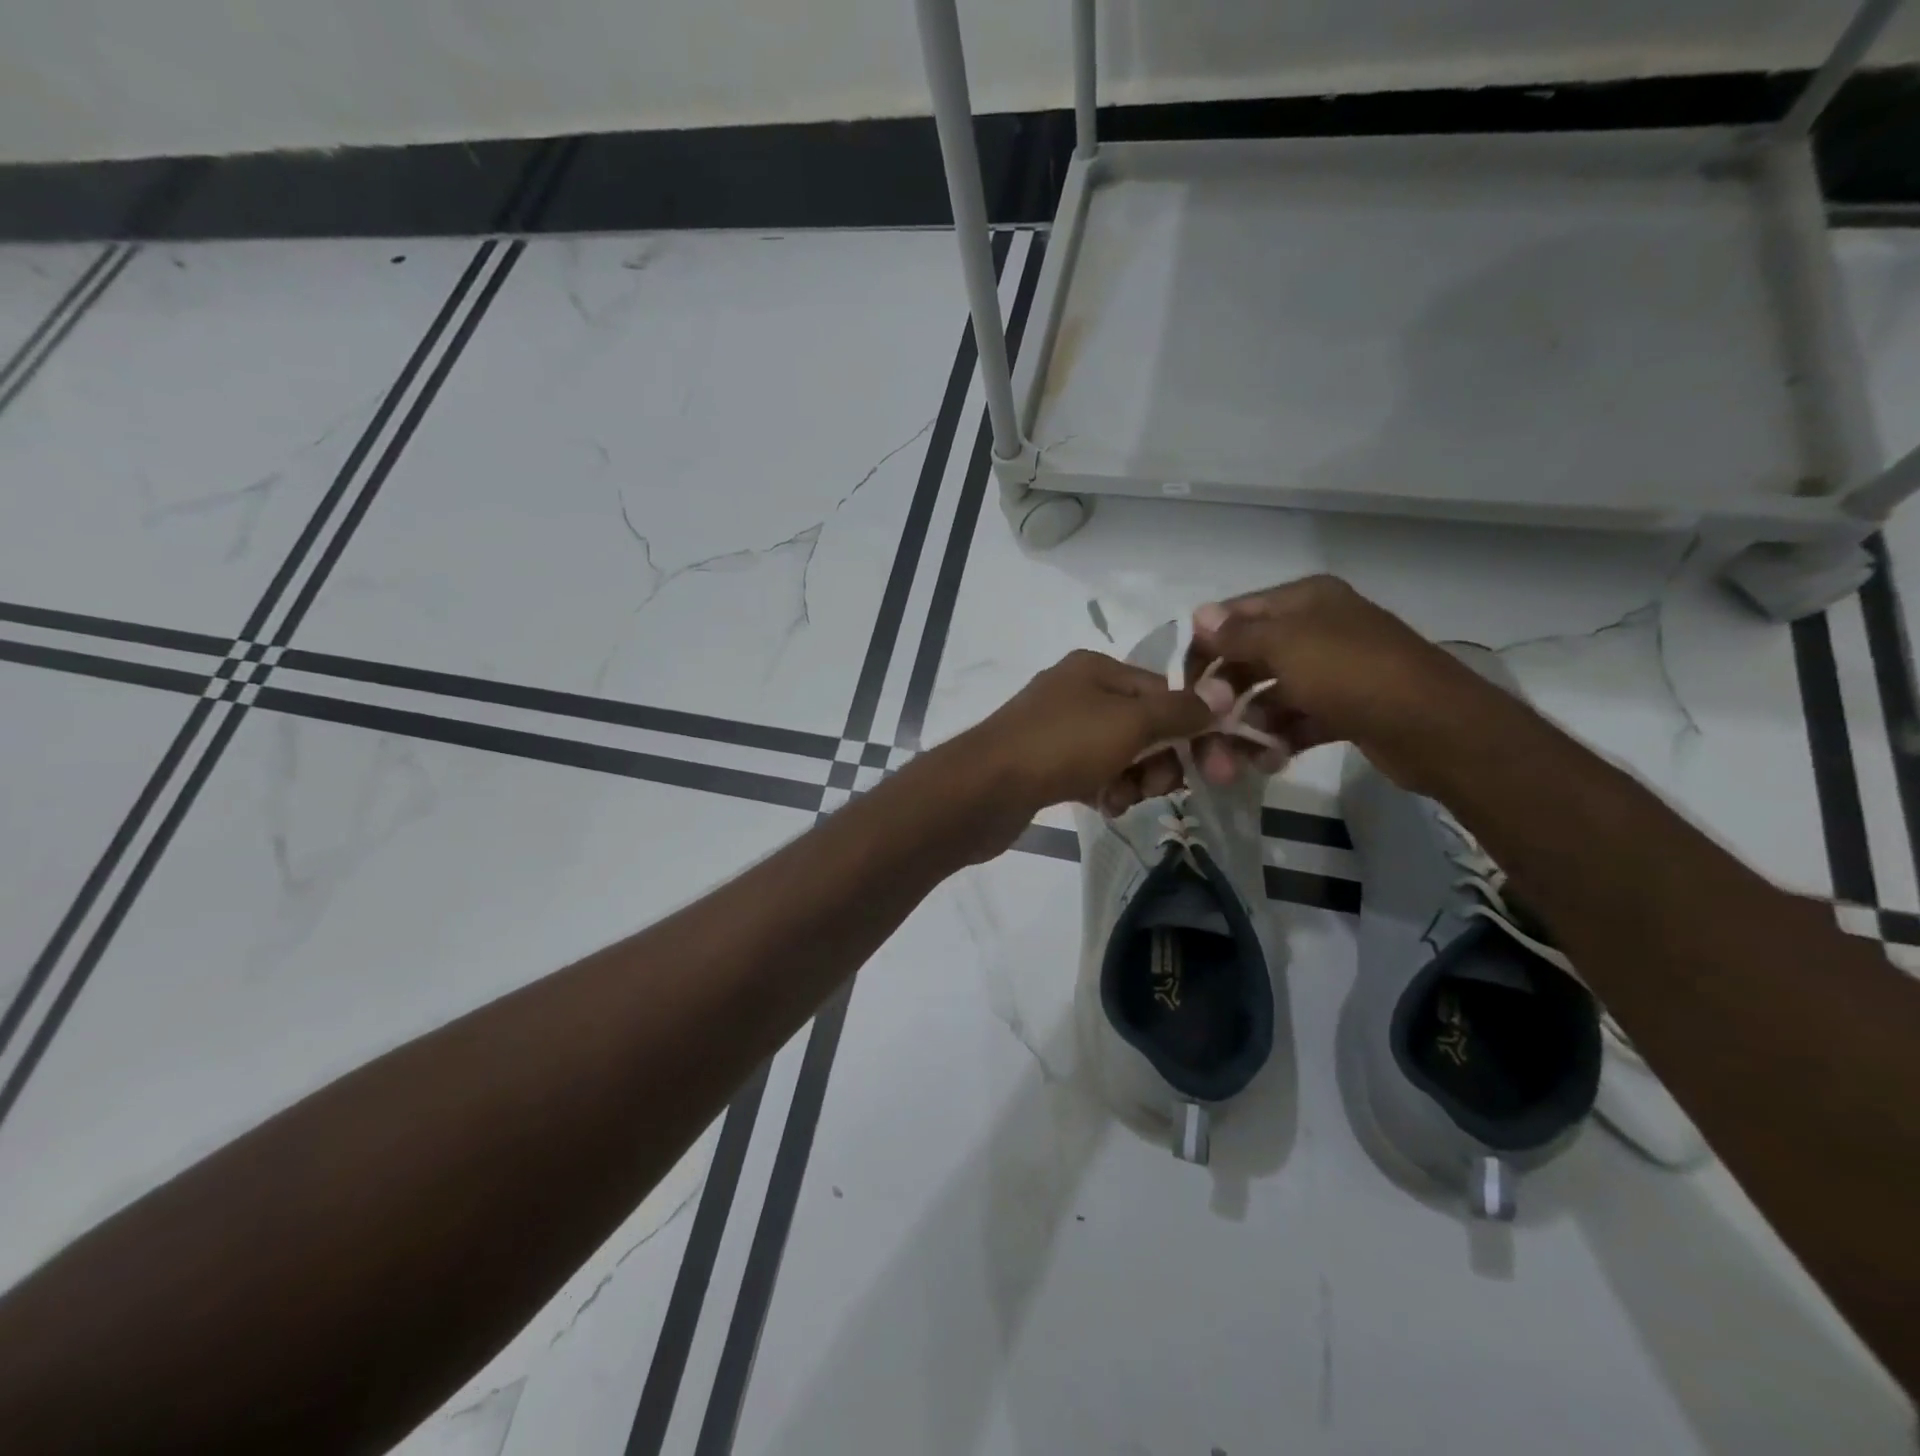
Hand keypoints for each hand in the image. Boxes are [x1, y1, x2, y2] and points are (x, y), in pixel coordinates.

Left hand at [960, 649, 1211, 829]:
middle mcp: (1076, 692)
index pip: (1162, 690)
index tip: (1209, 764)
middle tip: (1159, 787)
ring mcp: (1057, 729)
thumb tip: (1223, 693)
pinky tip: (1103, 806)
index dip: (1188, 725)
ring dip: (1133, 780)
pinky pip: (1092, 774)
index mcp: (1095, 669)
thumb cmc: (1062, 746)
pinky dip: (1105, 789)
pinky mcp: (1045, 764)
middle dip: (1159, 759)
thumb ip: (1180, 710)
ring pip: (1120, 754)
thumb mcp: (1130, 723)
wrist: (984, 789)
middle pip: (1143, 724)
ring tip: (1120, 799)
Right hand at [1186, 575, 1471, 789]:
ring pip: (1271, 695)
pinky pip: (1297, 720)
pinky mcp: (1344, 709)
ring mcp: (1333, 671)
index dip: (1205, 646)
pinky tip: (1269, 760)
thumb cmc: (1353, 674)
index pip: (1236, 616)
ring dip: (1249, 723)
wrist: (1435, 728)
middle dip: (1225, 694)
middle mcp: (1317, 629)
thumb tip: (1199, 615)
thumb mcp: (1287, 646)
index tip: (1183, 685)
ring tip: (1236, 756)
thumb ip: (1238, 634)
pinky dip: (1279, 739)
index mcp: (1305, 601)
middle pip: (1250, 658)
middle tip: (1206, 728)